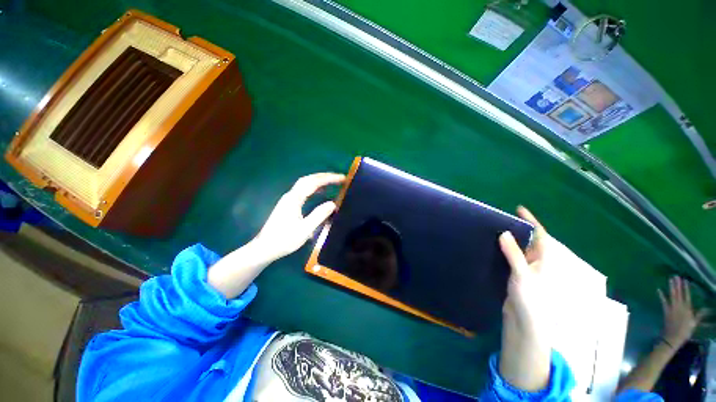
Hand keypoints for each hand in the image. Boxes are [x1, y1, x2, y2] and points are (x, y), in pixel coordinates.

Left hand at [208, 173, 343, 298]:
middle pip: (308, 179)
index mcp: (294, 199)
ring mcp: (288, 199)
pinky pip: (303, 190)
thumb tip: (333, 203)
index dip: (328, 179)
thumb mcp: (305, 230)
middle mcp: (290, 195)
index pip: (313, 183)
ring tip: (332, 182)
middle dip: (324, 176)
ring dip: (318, 181)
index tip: (342, 178)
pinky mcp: (288, 204)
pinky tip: (319, 192)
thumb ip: (319, 215)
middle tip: (338, 178)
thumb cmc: (285, 240)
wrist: (264, 248)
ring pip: (304, 184)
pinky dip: (313, 187)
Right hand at [497, 206, 553, 390]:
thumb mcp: (522, 274)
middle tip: (502, 217)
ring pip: (518, 248)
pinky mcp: (516, 274)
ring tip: (495, 227)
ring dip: (509, 238)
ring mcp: (526, 268)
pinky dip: (503, 249)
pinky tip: (493, 245)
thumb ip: (513, 254)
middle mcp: (536, 261)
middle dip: (518, 228)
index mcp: (544, 260)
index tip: (519, 209)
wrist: (524, 321)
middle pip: (528, 240)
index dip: (531, 221)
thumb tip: (503, 233)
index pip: (540, 236)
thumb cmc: (530, 298)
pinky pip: (510, 256)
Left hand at [658, 277, 707, 348]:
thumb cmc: (685, 331)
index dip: (686, 288)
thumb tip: (706, 309)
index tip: (685, 280)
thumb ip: (699, 315)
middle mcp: (680, 306)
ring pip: (672, 295)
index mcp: (687, 309)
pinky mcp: (666, 311)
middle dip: (678, 284)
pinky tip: (658, 289)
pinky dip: (661, 295)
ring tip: (671, 279)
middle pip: (679, 293)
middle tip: (676, 276)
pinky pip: (663, 301)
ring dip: (671, 286)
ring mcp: (672, 308)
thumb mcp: (694, 323)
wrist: (674, 337)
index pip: (687, 295)